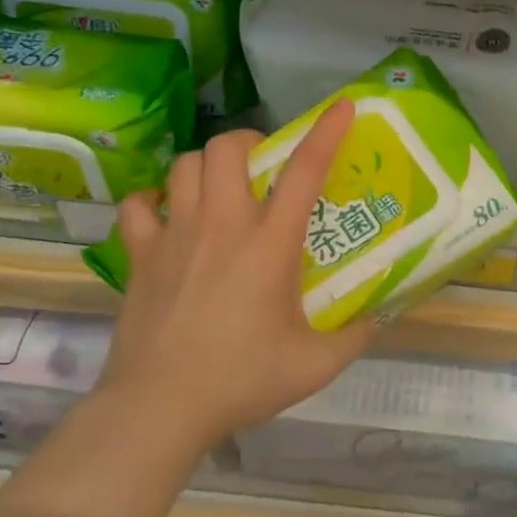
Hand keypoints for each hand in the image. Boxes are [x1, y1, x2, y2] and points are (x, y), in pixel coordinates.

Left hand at [99, 101, 376, 452]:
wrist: (159, 408)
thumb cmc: (241, 381)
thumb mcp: (315, 365)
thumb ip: (354, 336)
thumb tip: (377, 316)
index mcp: (269, 245)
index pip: (304, 173)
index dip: (326, 133)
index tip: (342, 107)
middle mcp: (222, 226)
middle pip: (228, 148)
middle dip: (250, 141)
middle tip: (264, 165)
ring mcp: (175, 236)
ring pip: (184, 165)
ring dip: (207, 165)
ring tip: (221, 186)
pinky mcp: (140, 256)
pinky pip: (138, 206)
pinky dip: (153, 200)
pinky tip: (168, 214)